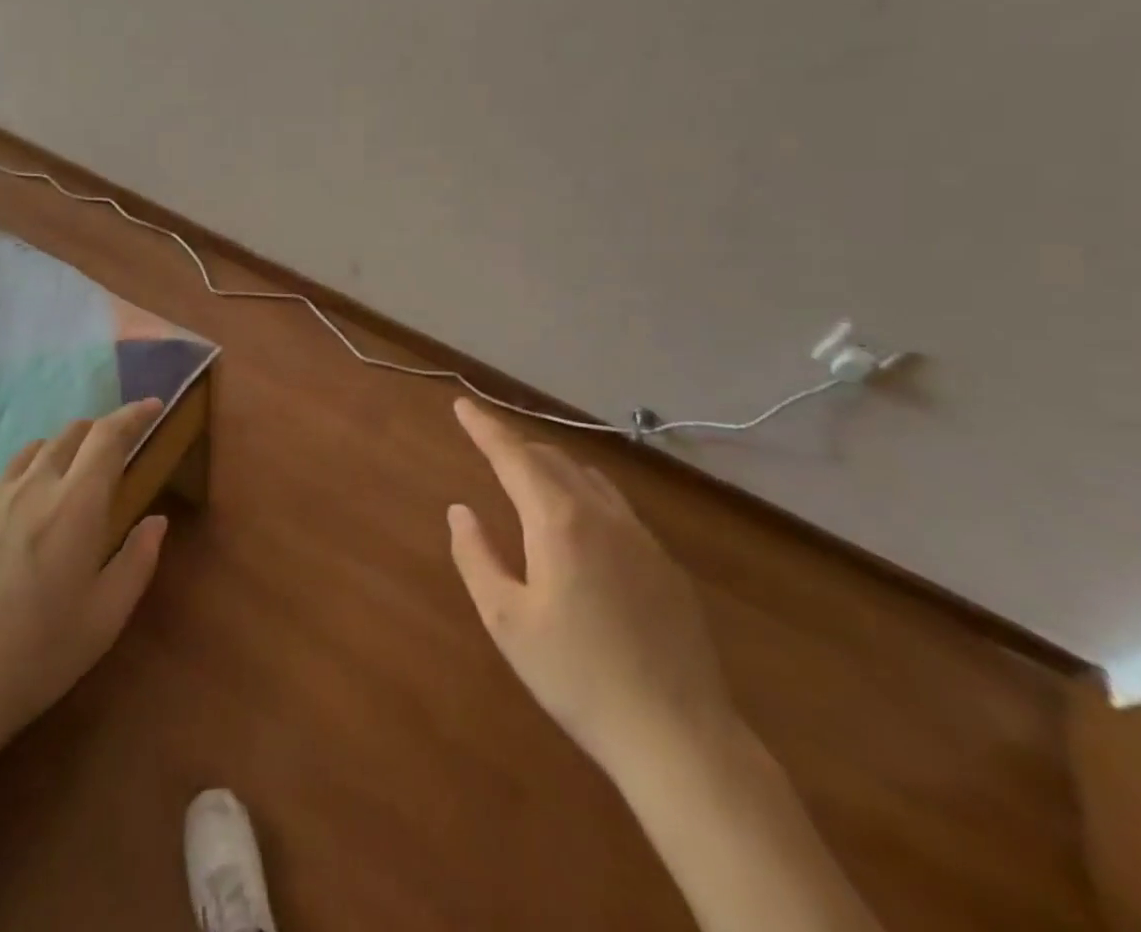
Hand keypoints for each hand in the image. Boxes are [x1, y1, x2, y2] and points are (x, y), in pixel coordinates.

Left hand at [0, 399, 170, 764]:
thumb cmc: (36, 656)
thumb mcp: (105, 617)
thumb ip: (137, 560)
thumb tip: (156, 520)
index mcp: (76, 503)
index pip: (109, 435)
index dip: (133, 414)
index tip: (152, 406)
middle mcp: (32, 485)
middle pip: (70, 433)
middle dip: (99, 431)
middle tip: (114, 450)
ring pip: (33, 452)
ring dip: (60, 452)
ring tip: (68, 479)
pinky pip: (0, 481)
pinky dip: (24, 481)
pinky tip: (19, 518)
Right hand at [446, 398, 736, 781]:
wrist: (679, 737)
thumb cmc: (577, 676)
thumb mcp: (506, 620)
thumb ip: (476, 556)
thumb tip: (460, 511)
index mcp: (558, 521)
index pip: (512, 456)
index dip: (484, 427)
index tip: (462, 403)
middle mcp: (601, 514)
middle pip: (551, 459)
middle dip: (515, 446)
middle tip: (486, 445)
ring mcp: (640, 537)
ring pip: (587, 478)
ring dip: (550, 466)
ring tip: (527, 477)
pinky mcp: (665, 564)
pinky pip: (615, 505)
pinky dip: (583, 493)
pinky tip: (579, 524)